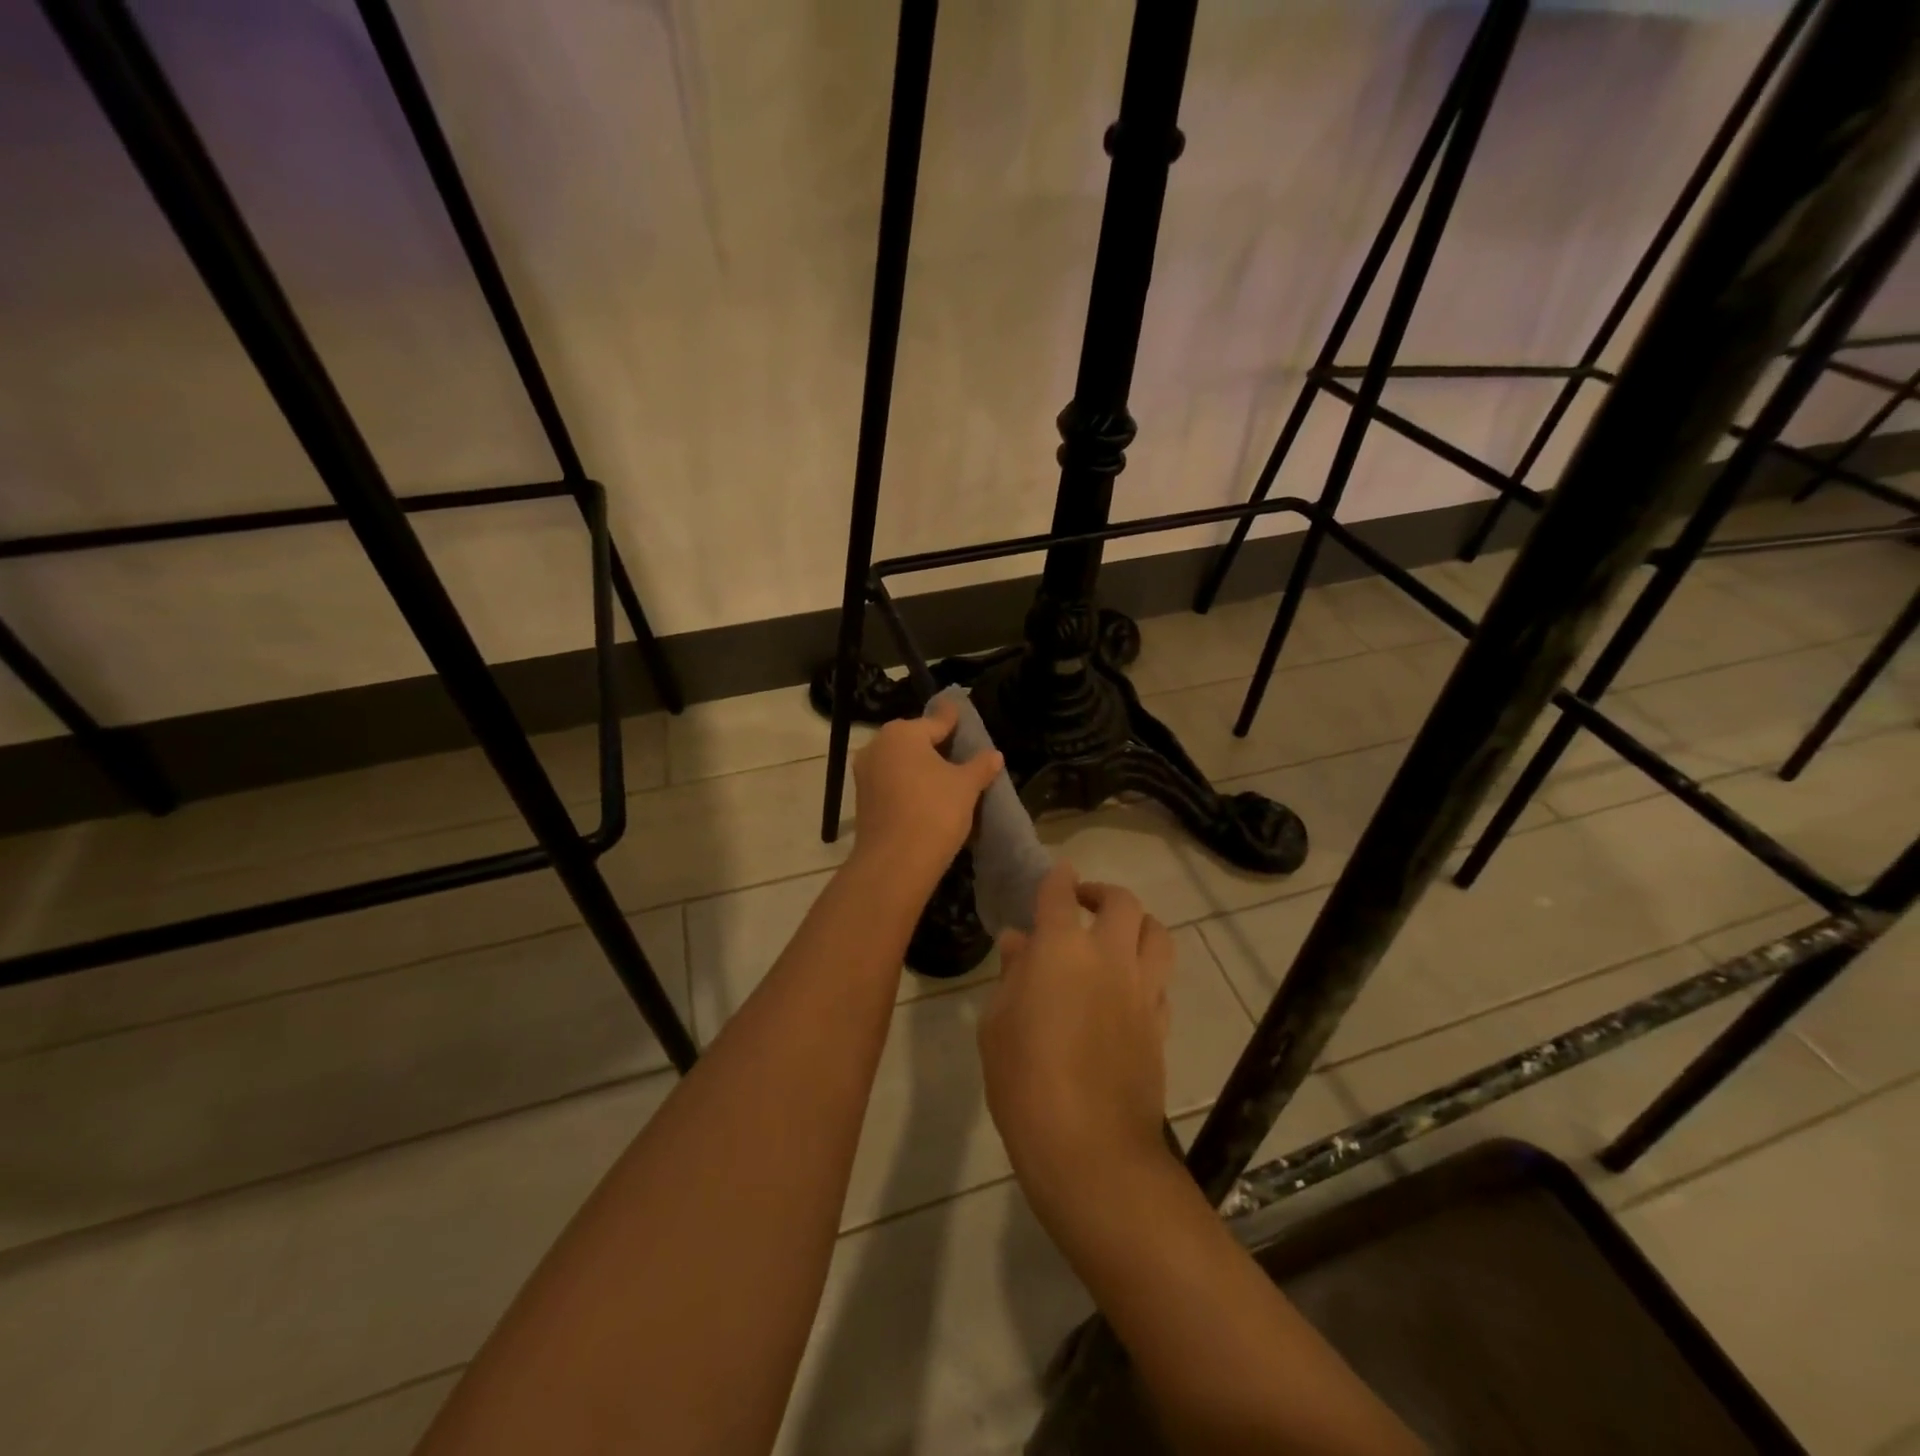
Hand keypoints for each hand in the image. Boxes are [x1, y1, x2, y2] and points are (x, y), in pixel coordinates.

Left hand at [850, 697, 1002, 889]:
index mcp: (903, 733)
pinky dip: (909, 785)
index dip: (954, 720)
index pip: (937, 721)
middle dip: (936, 745)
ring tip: (947, 778)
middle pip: (915, 740)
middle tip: (961, 752)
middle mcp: (878, 746)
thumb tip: (994, 755)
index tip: (962, 712)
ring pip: (901, 763)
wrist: (895, 863)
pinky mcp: (862, 800)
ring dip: (921, 767)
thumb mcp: (966, 786)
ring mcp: (865, 774)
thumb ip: (980, 766)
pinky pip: (892, 783)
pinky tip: (927, 797)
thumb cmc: (935, 811)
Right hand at [979, 863, 1174, 1215]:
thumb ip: (1011, 976)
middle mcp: (1109, 957)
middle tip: (1083, 902)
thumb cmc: (1024, 1082)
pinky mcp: (1161, 1024)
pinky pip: (1162, 981)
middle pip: (1121, 902)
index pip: (1059, 894)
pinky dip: (1148, 971)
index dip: (1057, 878)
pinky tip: (1130, 987)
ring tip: (1119, 934)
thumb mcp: (997, 1025)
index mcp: (1061, 949)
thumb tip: (1018, 944)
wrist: (1089, 1147)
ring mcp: (1142, 990)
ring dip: (1138, 923)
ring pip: (1157, 934)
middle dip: (1101, 892)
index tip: (1056, 874)